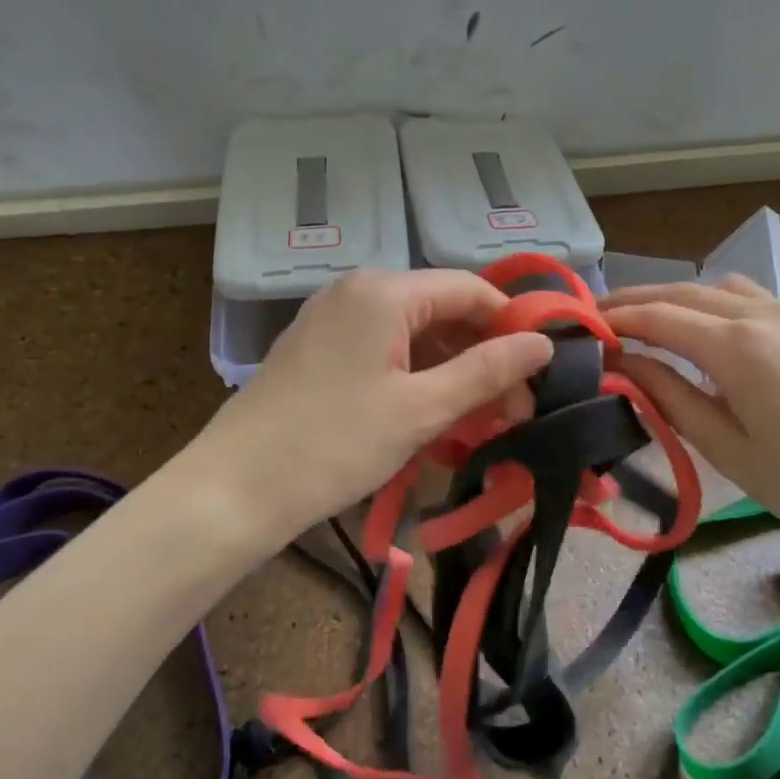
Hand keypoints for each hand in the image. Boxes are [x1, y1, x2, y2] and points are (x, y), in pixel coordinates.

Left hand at [189, 268, 554, 546]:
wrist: (235, 489)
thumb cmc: (334, 445)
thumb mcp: (421, 409)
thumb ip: (487, 371)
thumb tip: (544, 344)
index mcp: (384, 290)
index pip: (471, 289)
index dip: (512, 326)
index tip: (539, 373)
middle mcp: (358, 290)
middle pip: (443, 310)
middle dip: (483, 355)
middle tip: (514, 409)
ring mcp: (334, 317)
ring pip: (415, 333)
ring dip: (453, 370)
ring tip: (480, 419)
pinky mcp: (321, 348)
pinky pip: (386, 349)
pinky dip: (418, 376)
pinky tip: (435, 414)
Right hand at [602, 276, 779, 575]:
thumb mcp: (724, 447)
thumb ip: (668, 396)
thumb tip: (623, 363)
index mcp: (738, 346)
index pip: (659, 316)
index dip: (615, 318)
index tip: (580, 325)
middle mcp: (765, 315)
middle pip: (686, 291)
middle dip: (637, 299)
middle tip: (598, 315)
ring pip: (720, 287)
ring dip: (678, 296)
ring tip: (647, 321)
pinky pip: (752, 300)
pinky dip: (714, 303)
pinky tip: (706, 331)